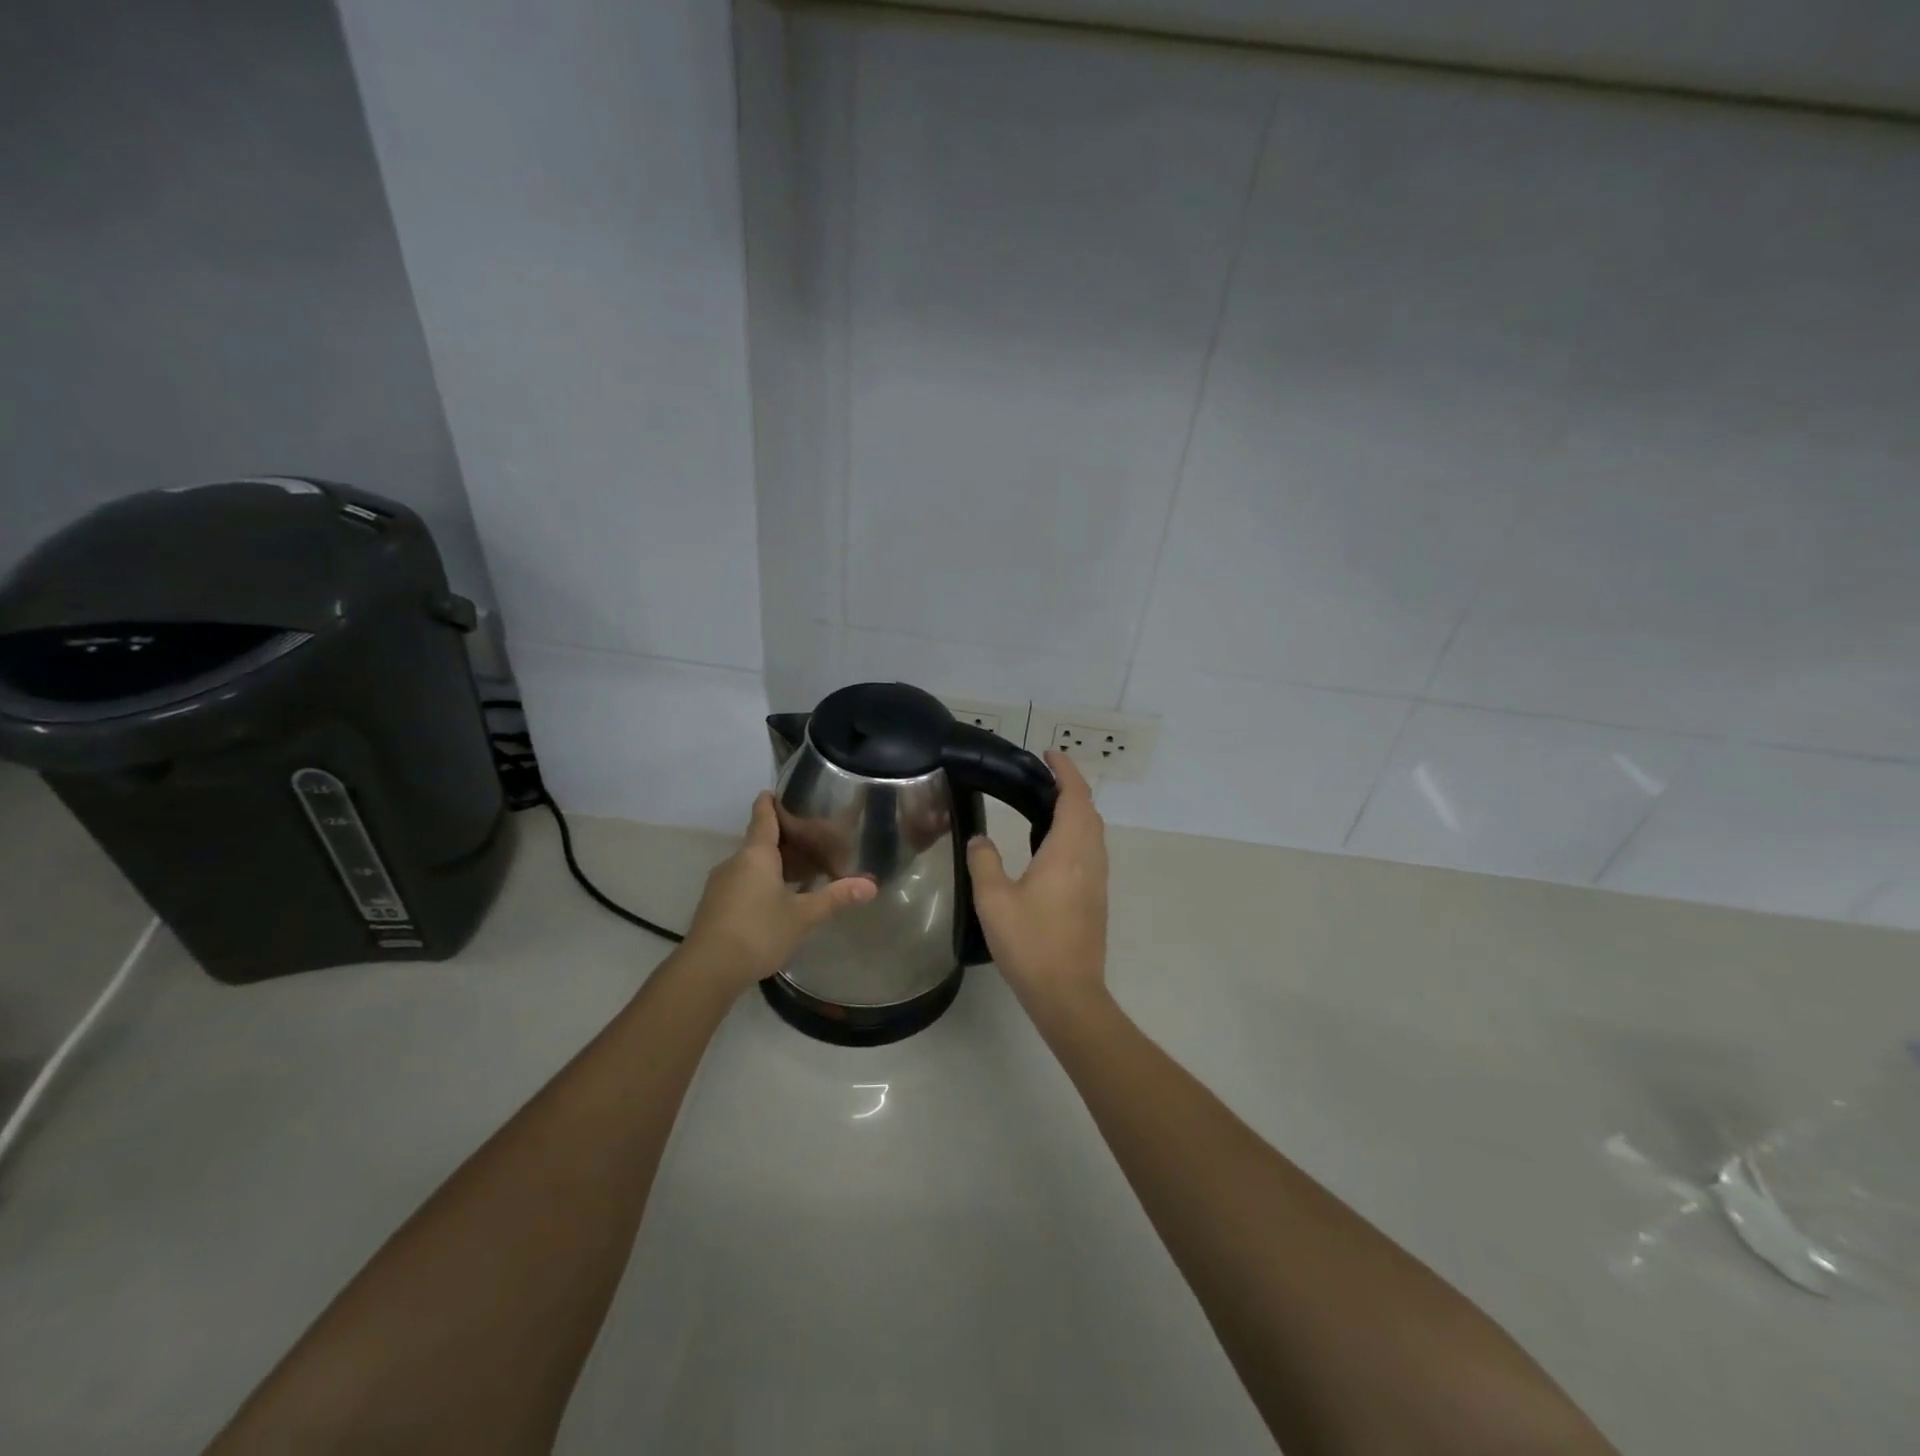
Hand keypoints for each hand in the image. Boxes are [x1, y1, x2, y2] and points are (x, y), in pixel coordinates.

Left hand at [683, 792, 876, 993]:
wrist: (707, 970)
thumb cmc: (758, 931)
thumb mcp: (803, 916)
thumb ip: (836, 898)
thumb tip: (872, 885)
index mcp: (756, 854)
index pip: (763, 816)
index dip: (770, 801)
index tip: (776, 790)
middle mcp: (735, 862)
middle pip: (759, 841)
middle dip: (782, 840)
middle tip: (811, 840)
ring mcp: (720, 885)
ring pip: (750, 865)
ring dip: (772, 865)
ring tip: (800, 872)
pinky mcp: (714, 906)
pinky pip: (742, 884)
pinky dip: (761, 883)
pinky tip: (777, 900)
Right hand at [966, 752, 1108, 1020]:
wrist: (1068, 993)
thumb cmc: (1030, 943)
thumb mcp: (993, 900)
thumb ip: (984, 861)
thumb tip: (980, 839)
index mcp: (1067, 851)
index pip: (1075, 796)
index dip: (1066, 770)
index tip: (1049, 754)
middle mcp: (1090, 858)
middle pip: (1089, 810)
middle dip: (1071, 786)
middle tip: (1042, 777)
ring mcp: (1097, 879)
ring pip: (1094, 831)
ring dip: (1077, 810)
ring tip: (1046, 805)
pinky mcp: (1097, 898)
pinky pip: (1092, 850)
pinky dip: (1078, 832)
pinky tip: (1053, 847)